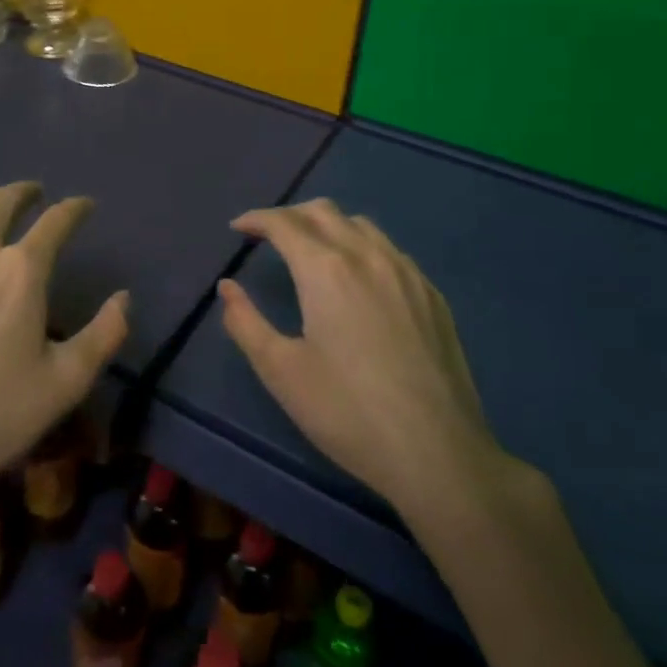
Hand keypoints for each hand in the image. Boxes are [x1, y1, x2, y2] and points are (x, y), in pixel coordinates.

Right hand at [219, 199, 526, 535]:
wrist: (439, 455)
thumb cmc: (348, 413)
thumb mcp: (282, 372)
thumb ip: (246, 323)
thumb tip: (227, 287)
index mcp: (326, 270)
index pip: (284, 223)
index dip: (256, 219)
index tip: (238, 229)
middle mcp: (367, 256)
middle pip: (323, 212)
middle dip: (289, 216)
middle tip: (269, 237)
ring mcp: (407, 273)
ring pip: (361, 225)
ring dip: (327, 226)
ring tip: (311, 252)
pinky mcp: (432, 295)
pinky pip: (390, 250)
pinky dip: (361, 247)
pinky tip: (359, 280)